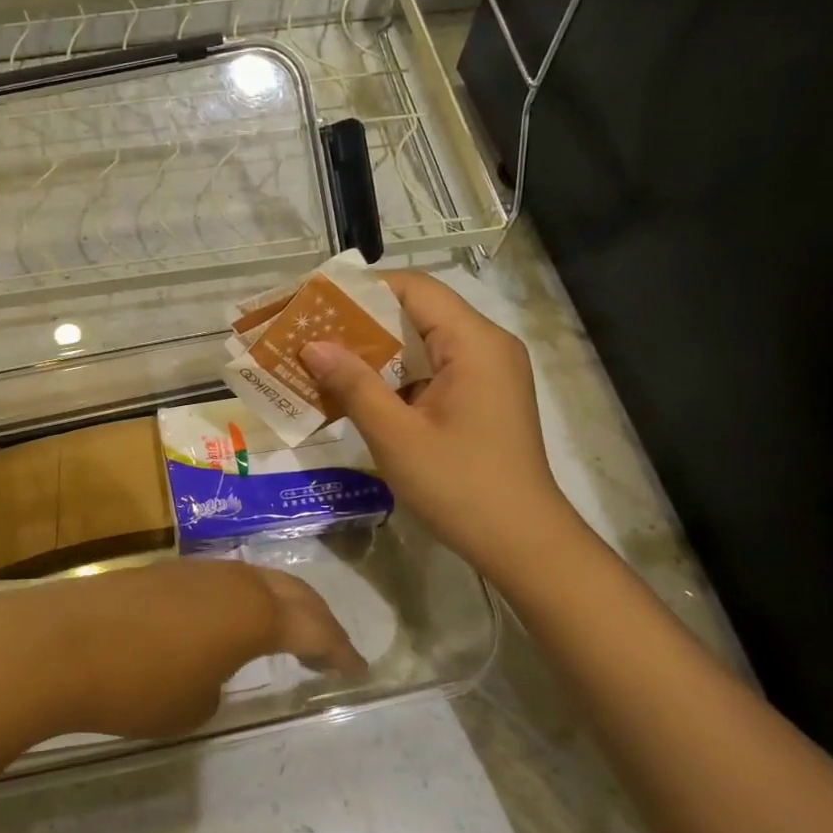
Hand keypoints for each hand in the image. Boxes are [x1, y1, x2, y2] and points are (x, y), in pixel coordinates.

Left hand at [0, 560, 365, 740]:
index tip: (355, 668)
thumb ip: (220, 682)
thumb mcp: (194, 705)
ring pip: (253, 581)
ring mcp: (194, 569)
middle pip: (290, 591)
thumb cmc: (138, 683)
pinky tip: (223, 623)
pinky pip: (219, 583)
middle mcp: (231, 579)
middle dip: (316, 618)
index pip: (313, 627)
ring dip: (275, 605)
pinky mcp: (162, 571)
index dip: (338, 649)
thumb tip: (213, 666)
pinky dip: (238, 603)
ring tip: (281, 633)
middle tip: (329, 647)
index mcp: (254, 612)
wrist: (60, 643)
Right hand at [299, 272, 577, 584]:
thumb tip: (312, 345)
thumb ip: (354, 384)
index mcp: (474, 343)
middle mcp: (486, 346)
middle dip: (361, 322)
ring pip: (422, 343)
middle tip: (310, 333)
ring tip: (322, 360)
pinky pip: (432, 369)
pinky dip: (395, 375)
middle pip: (416, 312)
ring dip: (375, 351)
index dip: (362, 289)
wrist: (522, 543)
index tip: (316, 302)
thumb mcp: (396, 436)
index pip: (413, 289)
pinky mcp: (481, 397)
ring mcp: (487, 372)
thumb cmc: (460, 486)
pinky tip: (356, 391)